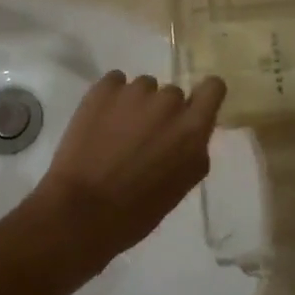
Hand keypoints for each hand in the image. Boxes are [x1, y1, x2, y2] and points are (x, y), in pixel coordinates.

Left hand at [21, 72, 224, 275]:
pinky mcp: (104, 88)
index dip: (204, 95)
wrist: (80, 211)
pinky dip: (111, 97)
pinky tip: (100, 121)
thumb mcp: (181, 187)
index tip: (192, 109)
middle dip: (162, 111)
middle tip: (143, 138)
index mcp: (192, 129)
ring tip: (116, 132)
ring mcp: (135, 91)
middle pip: (173, 94)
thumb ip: (192, 151)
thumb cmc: (135, 212)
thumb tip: (189, 134)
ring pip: (144, 87)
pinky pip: (116, 82)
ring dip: (136, 104)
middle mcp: (169, 102)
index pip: (214, 88)